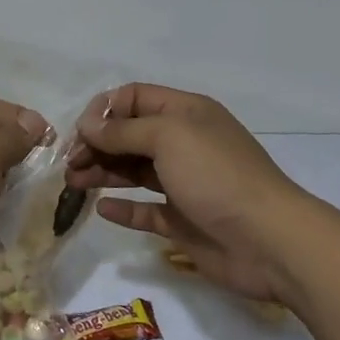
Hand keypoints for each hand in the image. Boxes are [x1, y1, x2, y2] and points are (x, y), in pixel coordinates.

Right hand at [66, 83, 307, 306]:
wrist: (269, 241)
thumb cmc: (216, 175)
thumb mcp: (168, 137)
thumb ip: (123, 130)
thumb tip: (87, 125)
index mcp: (186, 113)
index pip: (135, 98)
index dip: (105, 110)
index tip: (80, 132)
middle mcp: (184, 144)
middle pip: (130, 135)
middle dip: (98, 144)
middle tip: (71, 163)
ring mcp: (184, 183)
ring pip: (134, 171)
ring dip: (103, 172)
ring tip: (74, 182)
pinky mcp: (183, 220)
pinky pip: (145, 209)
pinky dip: (123, 208)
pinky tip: (102, 209)